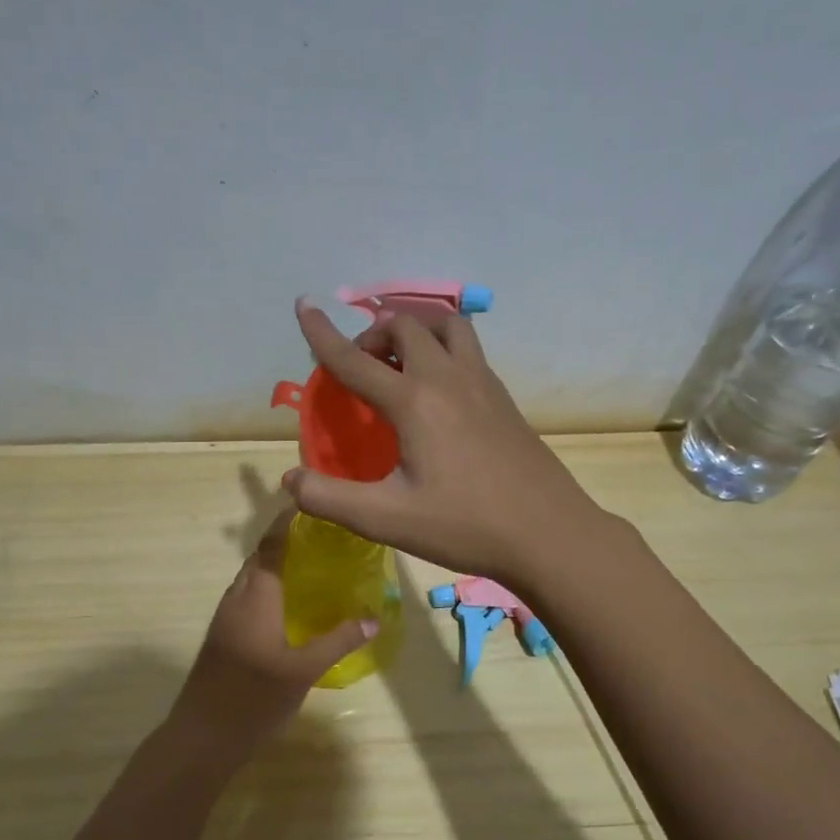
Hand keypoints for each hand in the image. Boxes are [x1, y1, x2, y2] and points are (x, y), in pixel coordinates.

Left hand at [171, 508, 375, 746]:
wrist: (202, 737)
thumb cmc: (253, 699)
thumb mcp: (303, 671)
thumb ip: (338, 642)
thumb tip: (372, 619)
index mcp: (255, 597)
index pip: (271, 546)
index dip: (287, 522)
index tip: (310, 504)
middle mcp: (236, 599)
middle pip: (260, 558)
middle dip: (286, 542)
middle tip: (324, 539)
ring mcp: (226, 618)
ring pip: (252, 579)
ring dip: (276, 566)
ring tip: (313, 567)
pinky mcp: (223, 636)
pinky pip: (248, 597)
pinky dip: (269, 588)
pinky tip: (291, 606)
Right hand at [284, 298, 614, 589]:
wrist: (548, 533)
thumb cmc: (464, 526)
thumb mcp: (387, 519)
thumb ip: (330, 498)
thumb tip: (290, 479)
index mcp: (414, 401)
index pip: (355, 359)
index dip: (322, 333)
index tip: (302, 305)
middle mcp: (448, 379)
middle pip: (405, 326)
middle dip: (372, 333)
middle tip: (359, 365)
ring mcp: (483, 384)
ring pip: (446, 325)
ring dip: (415, 329)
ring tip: (399, 360)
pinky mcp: (503, 398)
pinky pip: (468, 348)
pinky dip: (442, 346)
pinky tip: (438, 386)